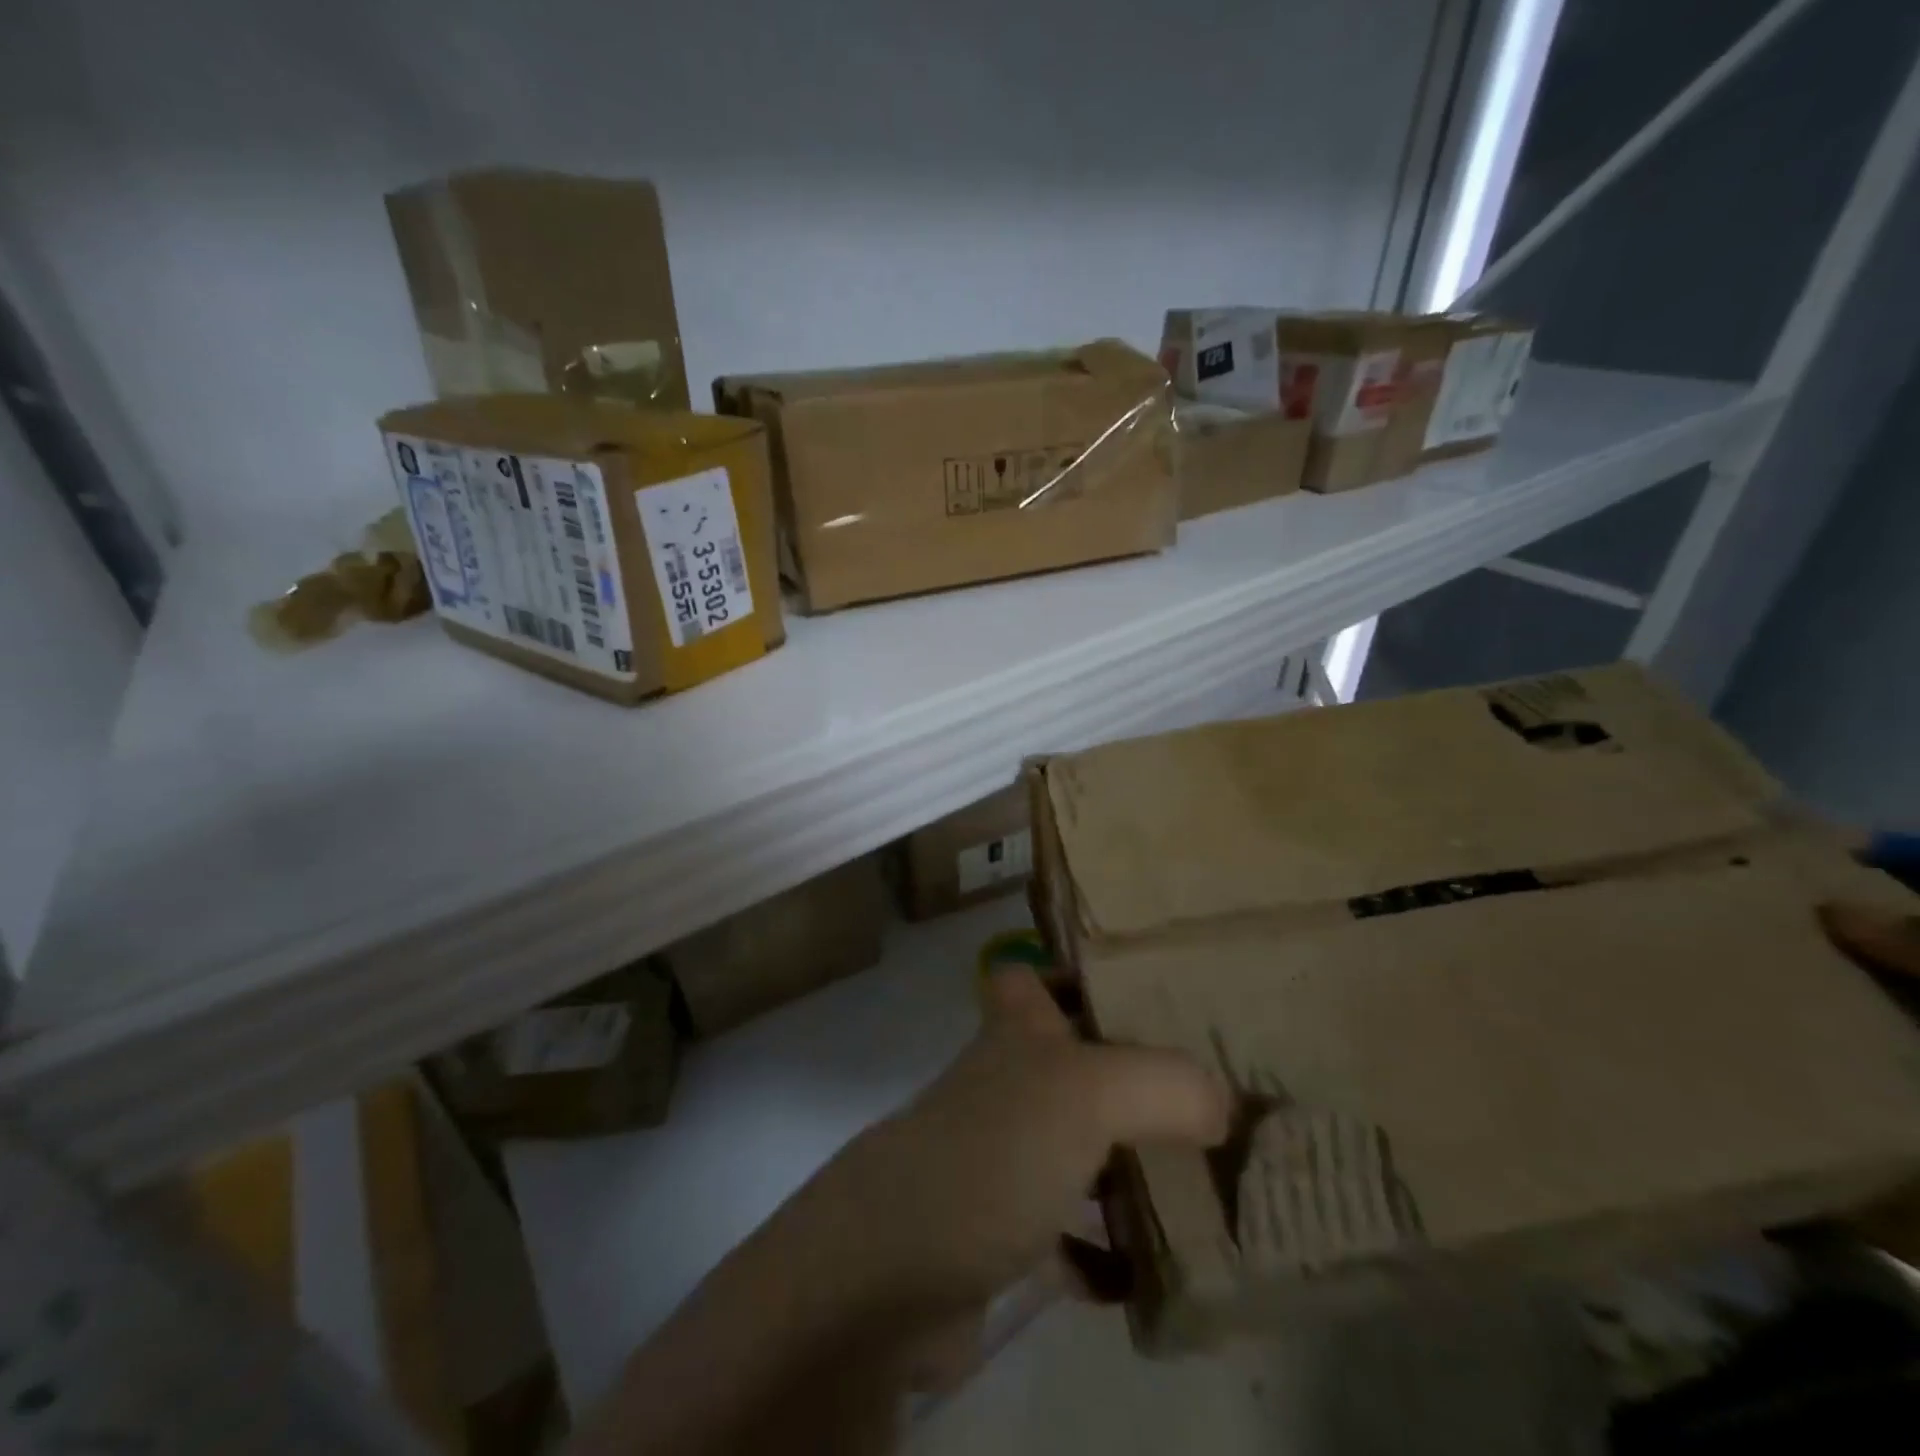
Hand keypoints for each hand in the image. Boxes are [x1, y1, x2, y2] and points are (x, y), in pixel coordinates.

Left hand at [788, 965, 1229, 1325]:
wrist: (891, 1273)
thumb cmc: (991, 1151)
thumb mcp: (1087, 1092)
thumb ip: (1166, 1083)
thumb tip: (1223, 1103)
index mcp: (1019, 1033)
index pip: (1032, 975)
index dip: (1076, 970)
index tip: (1145, 987)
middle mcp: (1008, 1085)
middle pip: (1071, 1063)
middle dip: (1133, 1077)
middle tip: (1208, 1096)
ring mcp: (1001, 1158)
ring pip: (1078, 1147)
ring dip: (1130, 1167)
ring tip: (1206, 1184)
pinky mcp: (1000, 1233)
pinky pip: (1070, 1235)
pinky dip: (1107, 1251)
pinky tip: (1150, 1270)